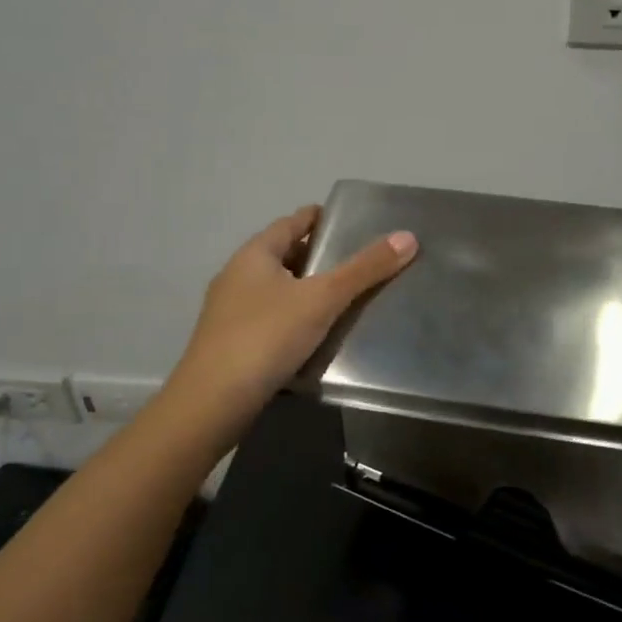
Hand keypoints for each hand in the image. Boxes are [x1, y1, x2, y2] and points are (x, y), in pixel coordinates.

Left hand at [171, 204, 417, 415]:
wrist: (212, 403)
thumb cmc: (266, 337)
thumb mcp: (322, 298)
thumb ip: (364, 269)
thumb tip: (408, 236)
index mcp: (254, 254)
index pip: (292, 222)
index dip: (320, 218)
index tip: (350, 221)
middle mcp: (237, 276)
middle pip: (284, 255)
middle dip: (317, 255)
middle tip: (357, 260)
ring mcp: (230, 311)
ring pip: (277, 289)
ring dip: (306, 289)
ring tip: (344, 296)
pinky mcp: (232, 343)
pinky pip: (271, 318)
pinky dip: (295, 317)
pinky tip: (316, 333)